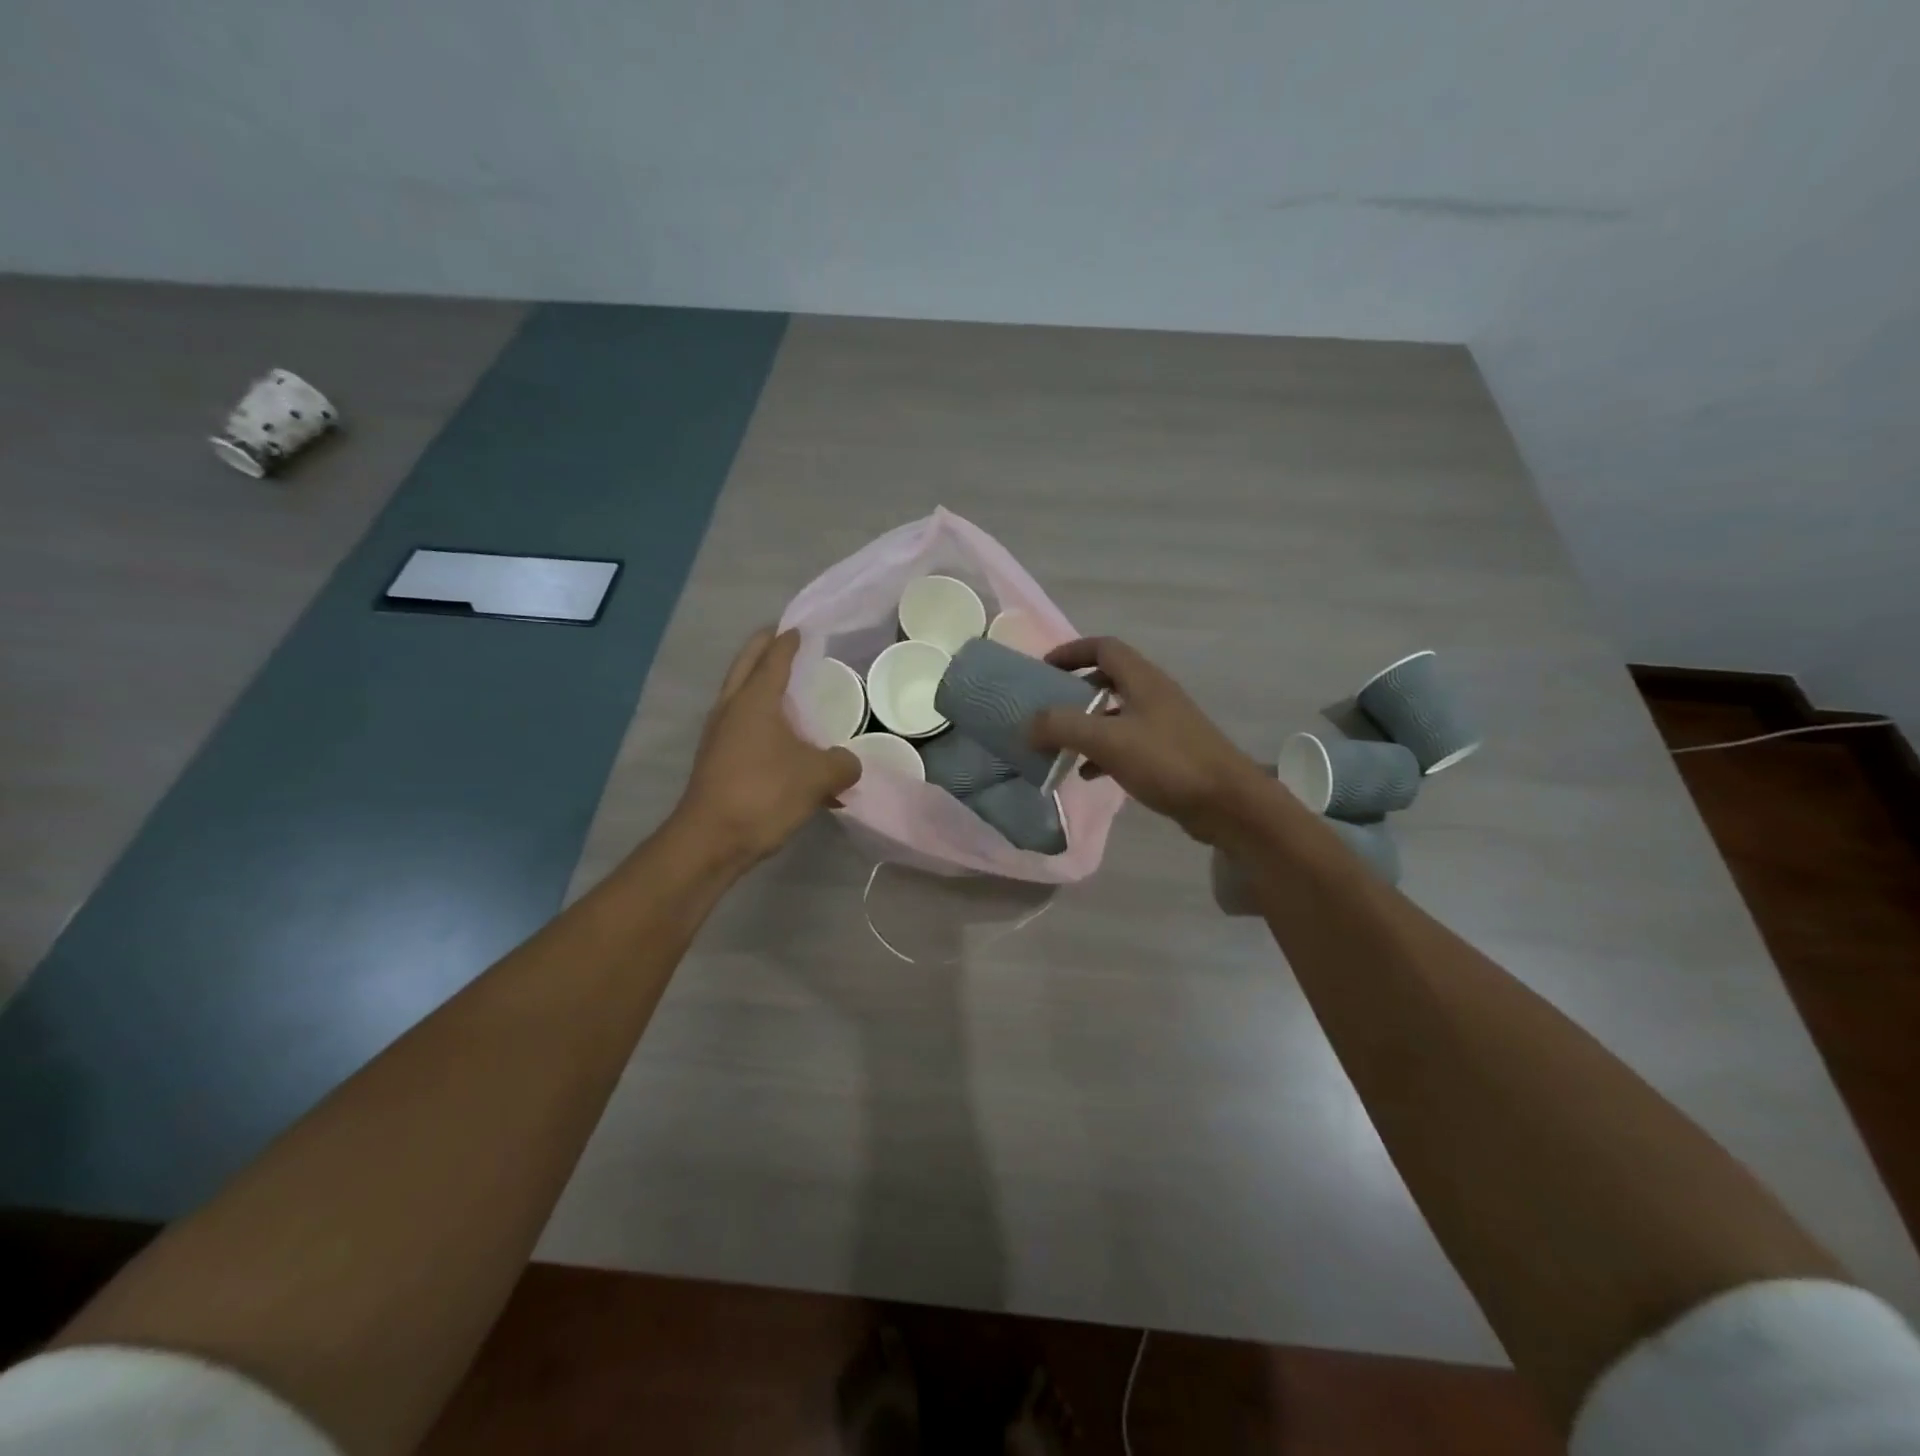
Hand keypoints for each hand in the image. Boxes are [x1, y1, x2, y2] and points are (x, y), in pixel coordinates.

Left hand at [678, 628, 860, 864]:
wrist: (711, 840)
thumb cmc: (764, 795)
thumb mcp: (818, 777)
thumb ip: (843, 764)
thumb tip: (850, 763)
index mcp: (755, 700)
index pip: (774, 657)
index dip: (789, 641)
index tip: (802, 628)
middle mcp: (732, 708)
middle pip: (747, 664)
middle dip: (765, 647)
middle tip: (785, 639)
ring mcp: (719, 733)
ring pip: (739, 693)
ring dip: (758, 681)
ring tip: (785, 685)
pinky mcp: (716, 757)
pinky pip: (740, 722)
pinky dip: (758, 715)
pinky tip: (781, 737)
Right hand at [1029, 636, 1270, 844]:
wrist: (1228, 803)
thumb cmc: (1168, 762)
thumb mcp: (1108, 741)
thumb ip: (1062, 727)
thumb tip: (1027, 724)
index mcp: (1142, 679)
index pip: (1103, 647)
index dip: (1071, 652)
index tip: (1043, 669)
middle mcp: (1154, 694)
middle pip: (1108, 679)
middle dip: (1074, 691)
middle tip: (1046, 709)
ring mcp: (1163, 724)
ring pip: (1115, 714)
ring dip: (1086, 725)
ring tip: (1058, 745)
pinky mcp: (1168, 754)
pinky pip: (1126, 744)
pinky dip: (1102, 753)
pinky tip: (1085, 775)